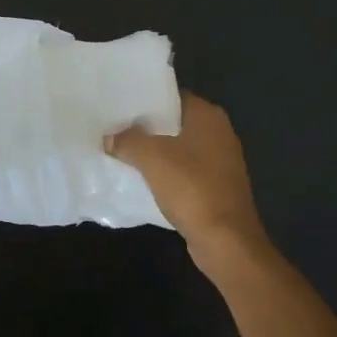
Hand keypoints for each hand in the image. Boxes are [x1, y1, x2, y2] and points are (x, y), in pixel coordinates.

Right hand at [106, 91, 274, 277]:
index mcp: (209, 116)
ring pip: (180, 149)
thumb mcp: (151, 158)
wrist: (225, 240)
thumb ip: (128, 141)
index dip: (147, 100)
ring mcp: (221, 162)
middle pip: (176, 123)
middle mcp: (219, 133)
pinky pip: (186, 172)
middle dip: (148, 128)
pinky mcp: (217, 188)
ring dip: (156, 153)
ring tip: (123, 153)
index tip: (121, 106)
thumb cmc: (191, 188)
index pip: (173, 96)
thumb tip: (110, 137)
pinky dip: (167, 174)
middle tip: (116, 129)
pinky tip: (143, 180)